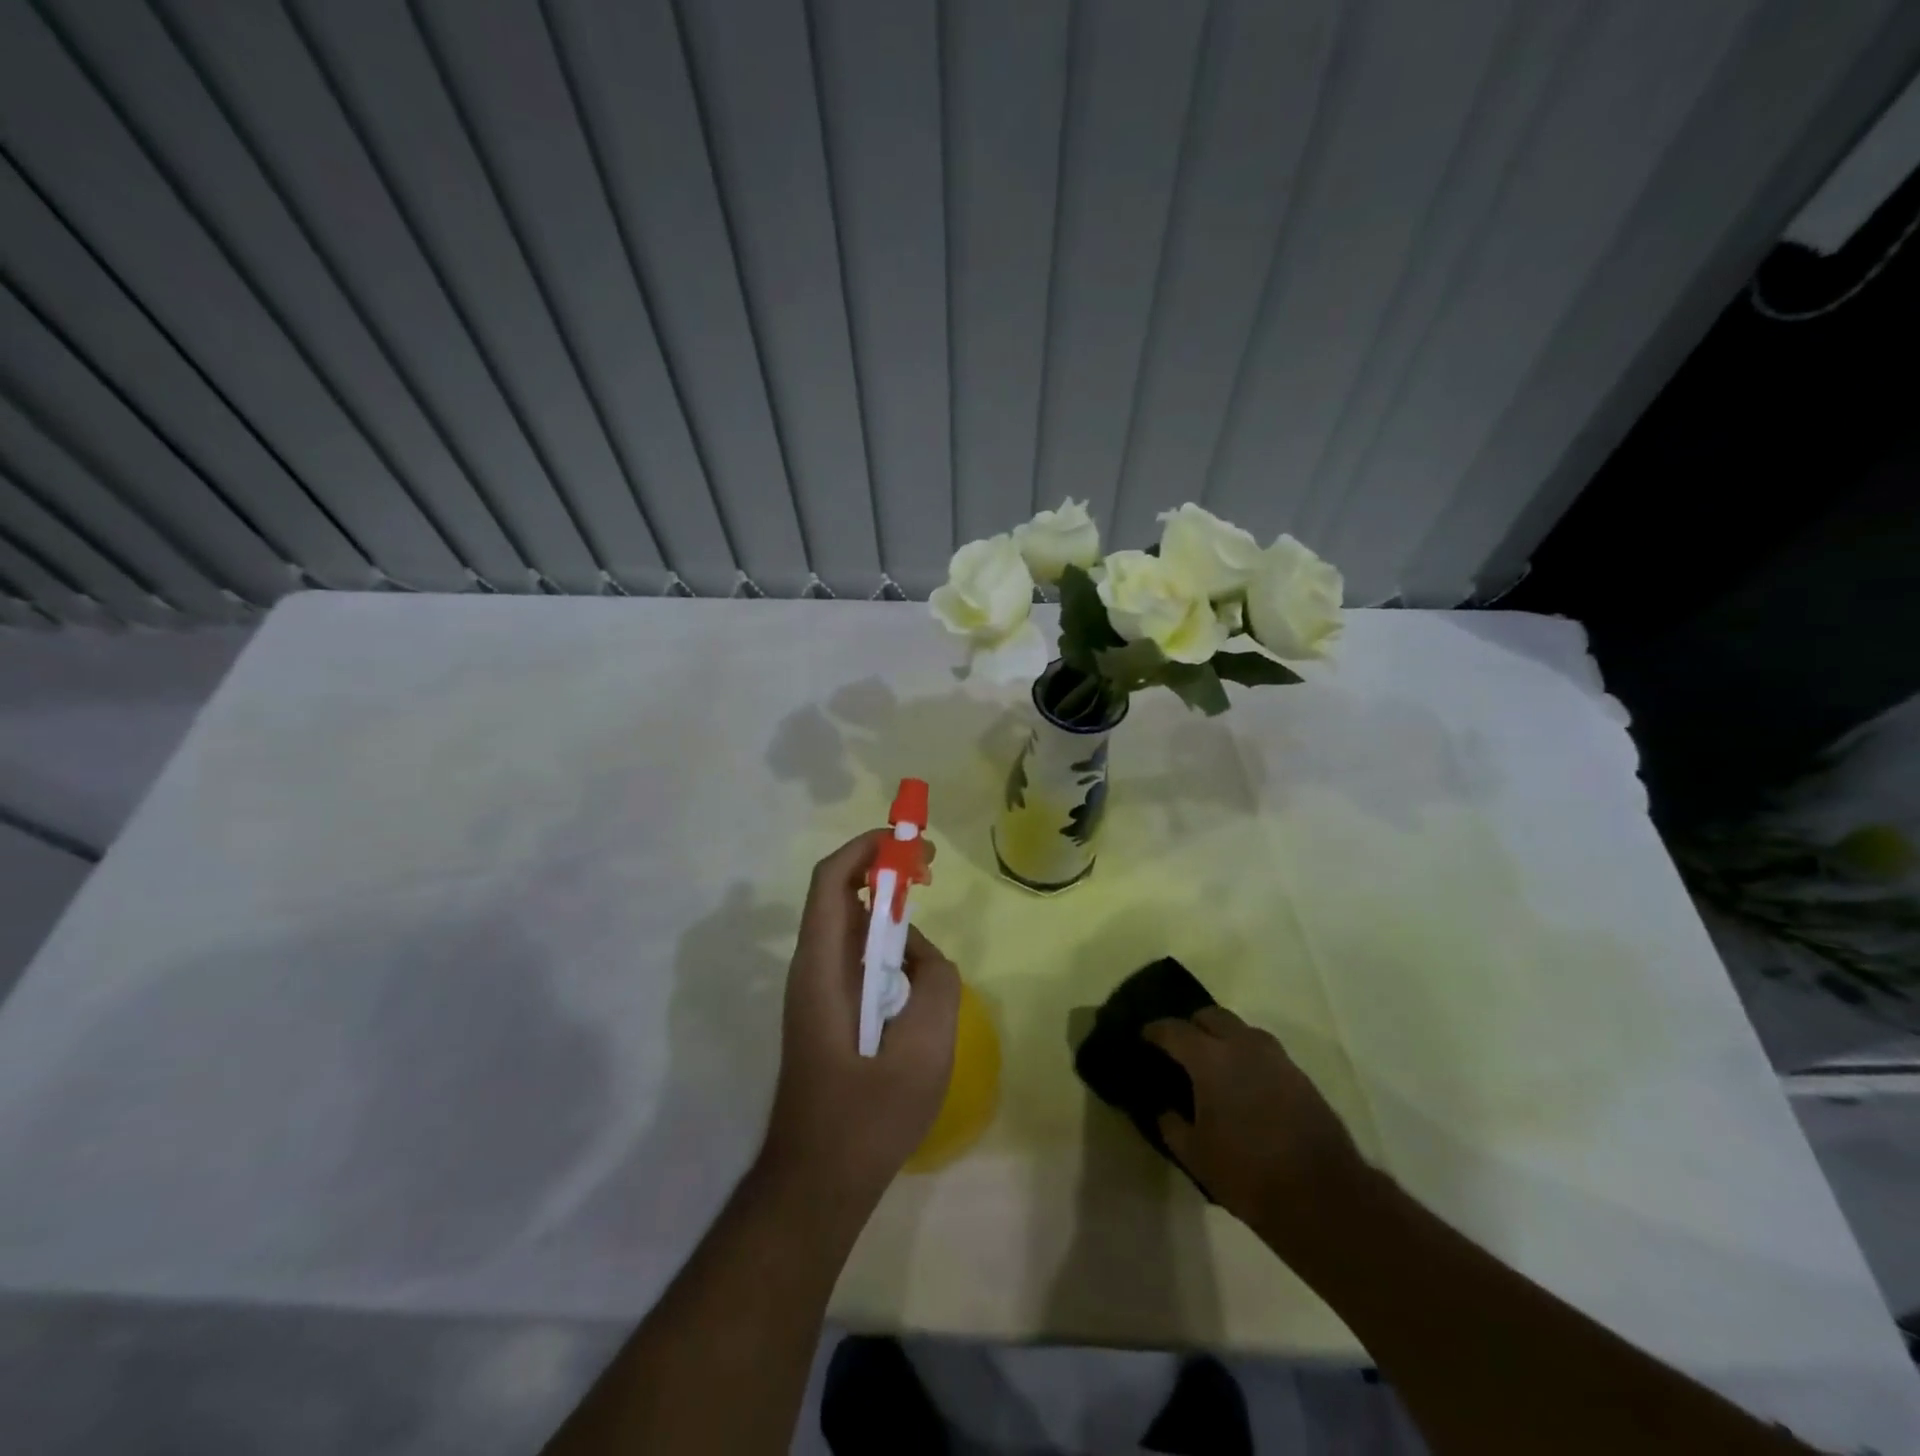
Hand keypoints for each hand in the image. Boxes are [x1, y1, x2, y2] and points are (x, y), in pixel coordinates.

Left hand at [760, 830, 961, 1209]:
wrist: (817, 1184)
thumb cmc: (865, 1119)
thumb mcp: (923, 1050)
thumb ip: (936, 984)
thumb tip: (926, 956)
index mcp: (822, 969)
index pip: (832, 881)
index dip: (867, 849)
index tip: (912, 843)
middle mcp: (812, 969)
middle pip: (842, 896)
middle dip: (885, 873)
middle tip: (930, 873)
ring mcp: (818, 991)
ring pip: (853, 929)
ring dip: (890, 917)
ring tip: (928, 947)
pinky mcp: (829, 1012)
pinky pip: (859, 960)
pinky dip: (889, 950)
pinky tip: (916, 983)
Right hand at [1145, 1007, 1366, 1246]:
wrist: (1323, 1196)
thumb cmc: (1247, 1173)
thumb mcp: (1194, 1155)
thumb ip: (1171, 1124)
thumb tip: (1163, 1108)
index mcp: (1209, 1058)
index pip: (1172, 1029)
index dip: (1154, 1031)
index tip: (1143, 1037)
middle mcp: (1242, 1045)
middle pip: (1211, 1015)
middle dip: (1192, 1025)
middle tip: (1180, 1048)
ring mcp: (1276, 1057)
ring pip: (1242, 1029)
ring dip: (1223, 1037)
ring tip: (1214, 1064)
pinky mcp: (1299, 1075)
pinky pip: (1264, 1051)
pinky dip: (1248, 1057)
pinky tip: (1245, 1084)